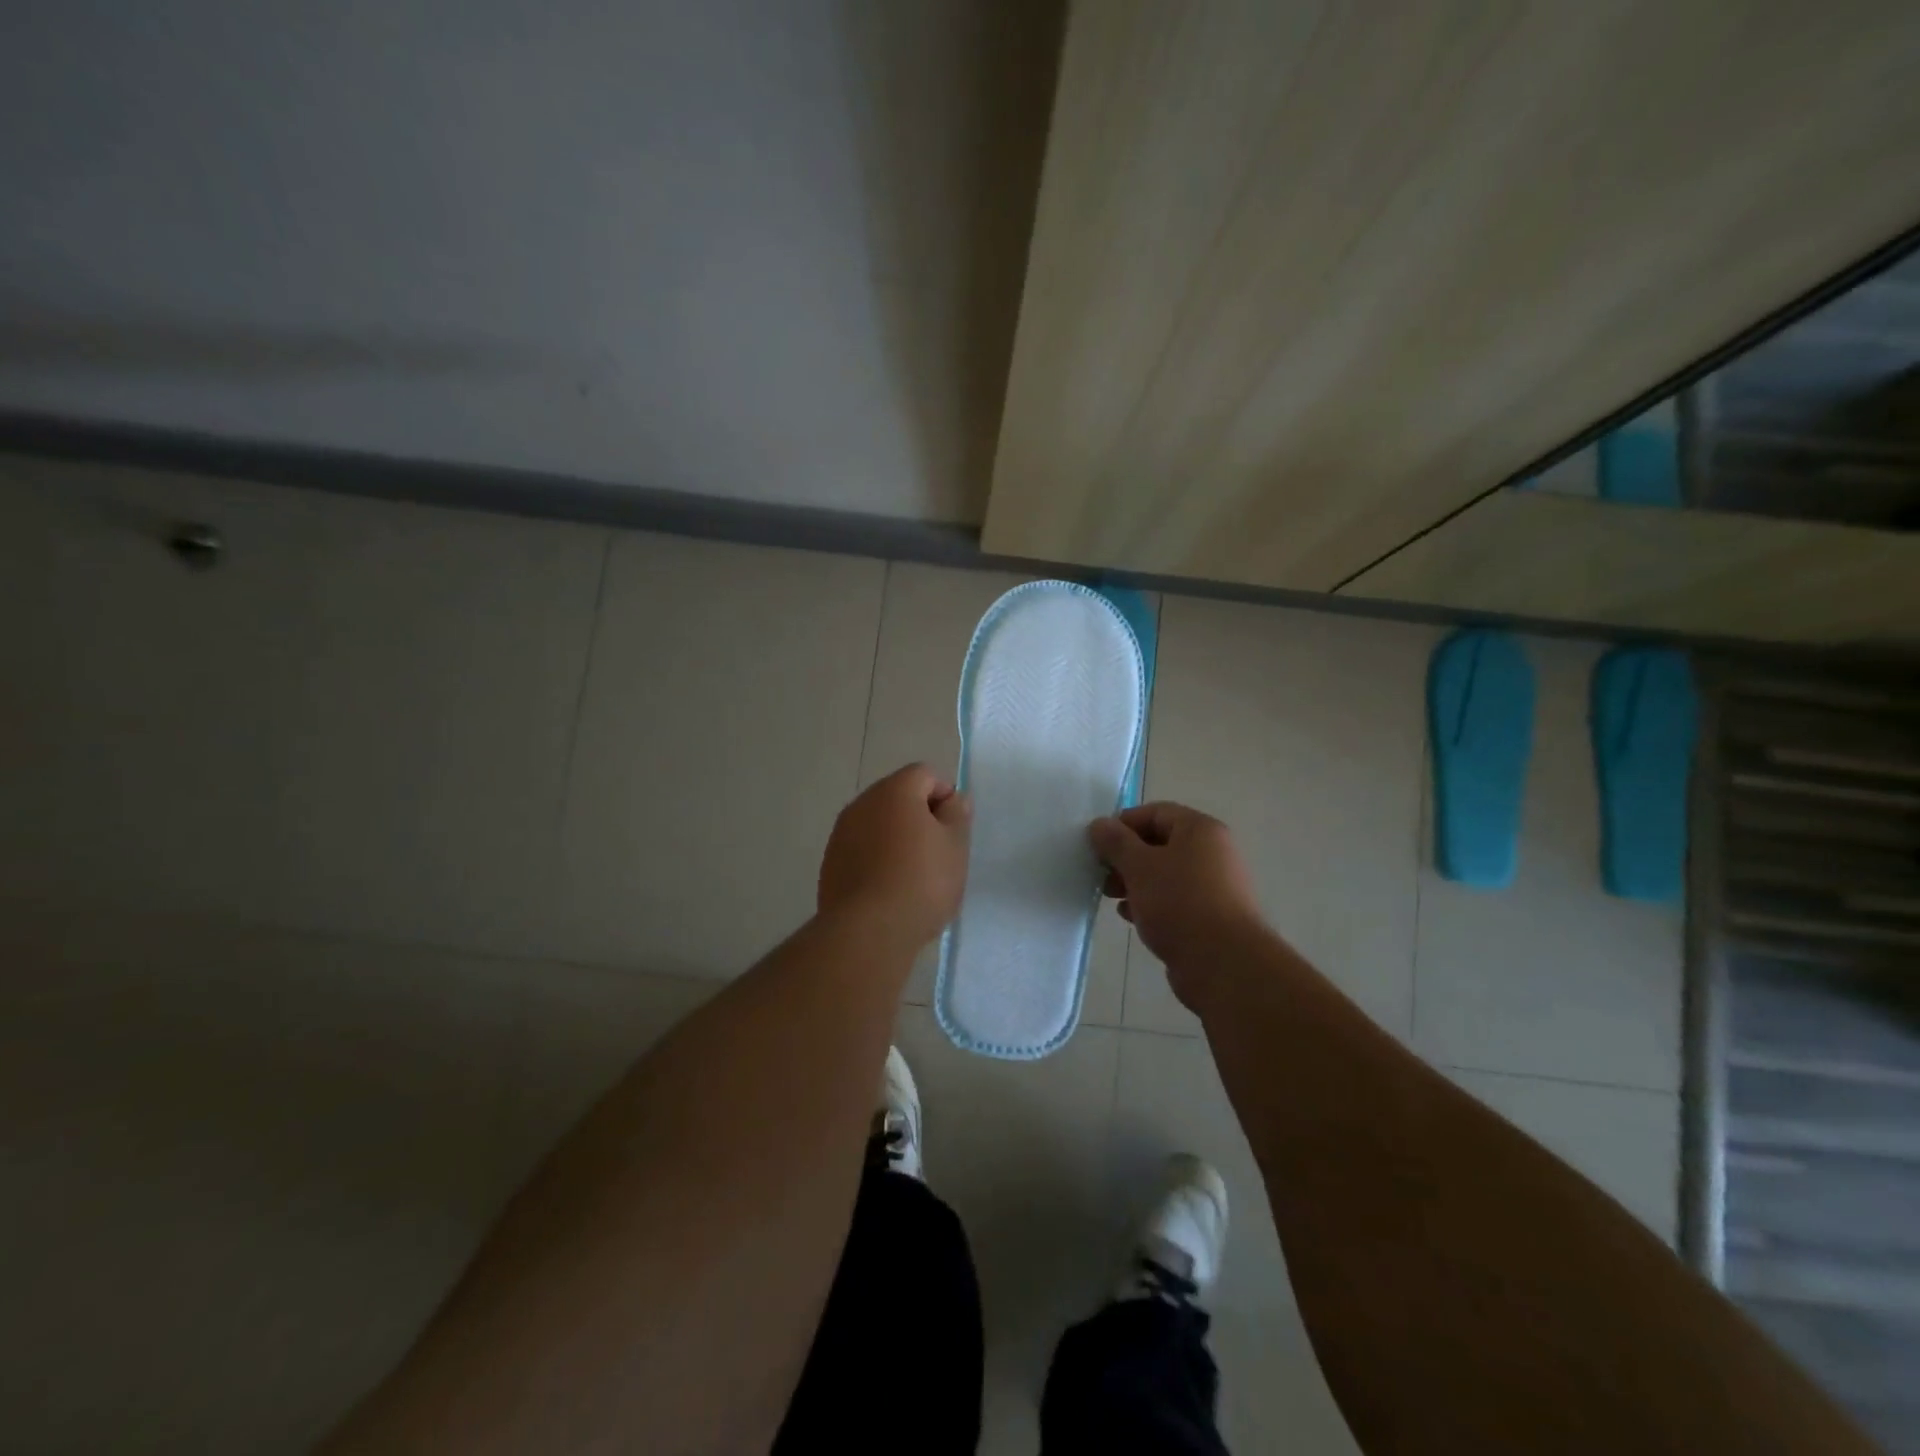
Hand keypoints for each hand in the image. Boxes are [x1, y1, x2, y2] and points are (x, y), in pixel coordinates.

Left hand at [819, 764, 971, 948]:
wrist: (868, 931)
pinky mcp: (830, 863)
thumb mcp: (955, 846)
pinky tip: (889, 889)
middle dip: (920, 816)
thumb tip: (954, 798)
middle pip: (898, 797)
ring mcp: (841, 833)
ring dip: (896, 838)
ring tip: (914, 875)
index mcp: (894, 791)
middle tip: (938, 852)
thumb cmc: (921, 881)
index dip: (945, 796)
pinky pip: (861, 849)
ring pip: (877, 824)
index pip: (925, 774)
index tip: (954, 829)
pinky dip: (877, 859)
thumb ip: (957, 815)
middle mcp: (862, 803)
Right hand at [1089, 802, 1266, 1008]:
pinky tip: (1131, 917)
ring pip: (1164, 874)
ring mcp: (1213, 886)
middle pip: (1159, 843)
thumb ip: (1116, 842)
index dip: (1123, 824)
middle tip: (1101, 873)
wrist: (1224, 964)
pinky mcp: (1209, 917)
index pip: (1155, 812)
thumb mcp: (1139, 866)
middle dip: (1126, 857)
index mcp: (1200, 830)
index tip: (1098, 844)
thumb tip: (1099, 824)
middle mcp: (1212, 853)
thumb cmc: (1180, 903)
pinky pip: (1174, 900)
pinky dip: (1150, 903)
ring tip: (1111, 897)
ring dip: (1134, 882)